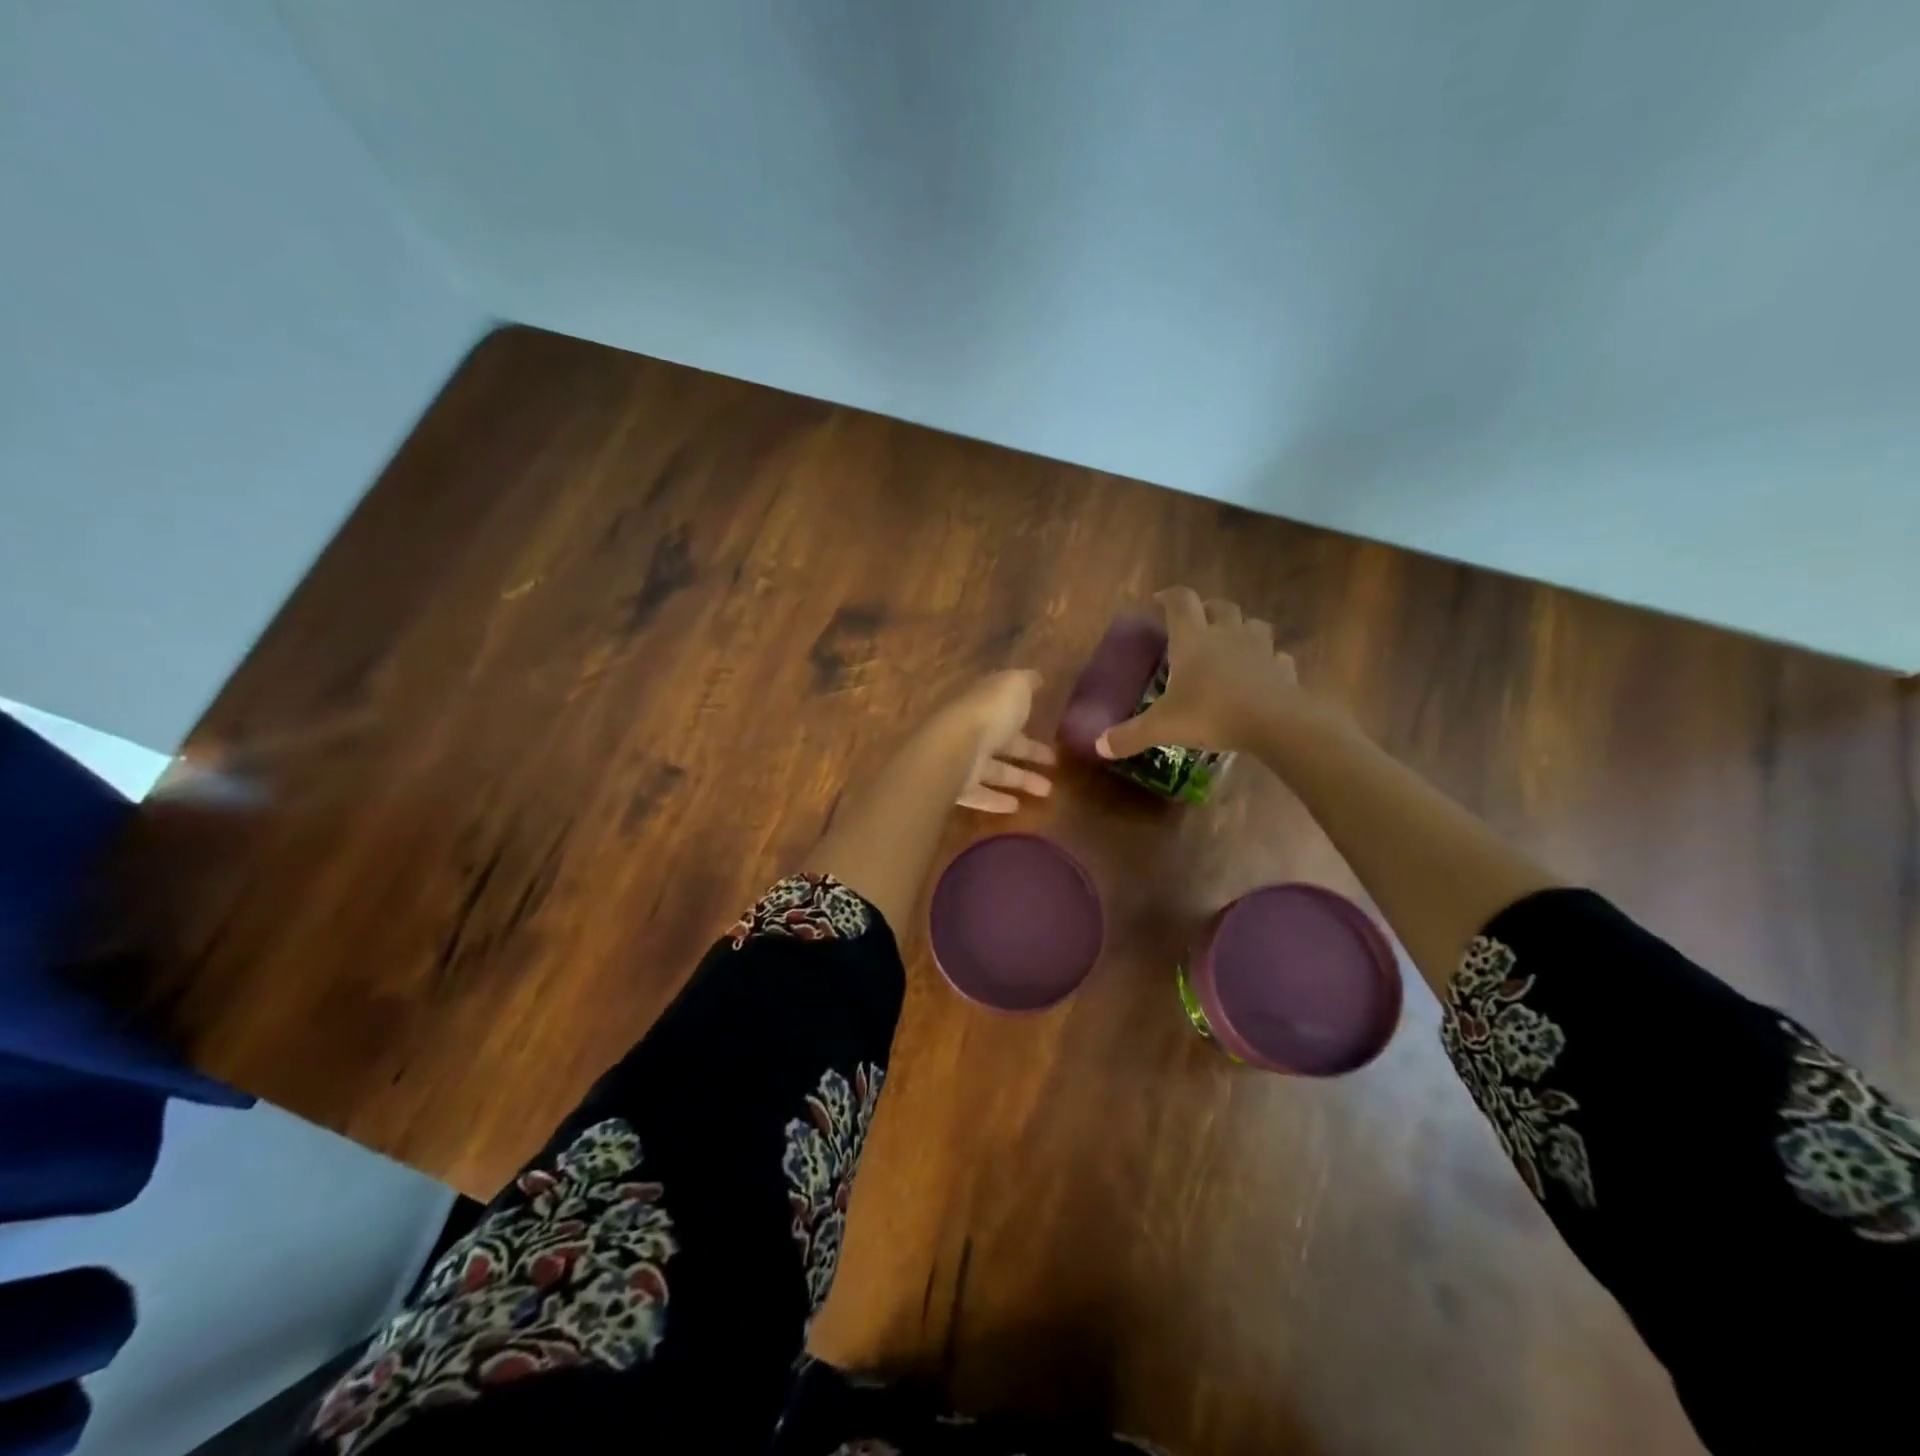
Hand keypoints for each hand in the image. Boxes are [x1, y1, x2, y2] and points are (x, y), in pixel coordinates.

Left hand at [941, 669, 1055, 812]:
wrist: (954, 747)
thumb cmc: (989, 712)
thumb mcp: (1014, 686)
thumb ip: (1026, 682)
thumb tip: (1036, 678)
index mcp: (984, 704)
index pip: (1006, 710)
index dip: (1027, 718)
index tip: (1049, 729)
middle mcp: (972, 730)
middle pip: (1003, 742)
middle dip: (1029, 751)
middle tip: (1055, 763)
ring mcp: (962, 759)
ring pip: (995, 770)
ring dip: (1021, 779)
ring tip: (1047, 792)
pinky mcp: (957, 787)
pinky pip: (979, 795)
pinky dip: (996, 801)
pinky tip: (1016, 807)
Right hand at [1096, 587, 1342, 759]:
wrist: (1273, 722)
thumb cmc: (1210, 713)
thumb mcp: (1162, 727)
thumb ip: (1130, 735)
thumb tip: (1100, 746)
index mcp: (1192, 639)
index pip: (1180, 601)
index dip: (1169, 596)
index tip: (1158, 600)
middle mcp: (1226, 635)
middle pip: (1219, 606)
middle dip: (1207, 609)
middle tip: (1196, 623)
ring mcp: (1259, 649)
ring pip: (1253, 624)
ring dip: (1241, 629)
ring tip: (1231, 644)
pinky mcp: (1283, 669)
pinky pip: (1277, 657)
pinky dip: (1269, 661)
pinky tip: (1262, 674)